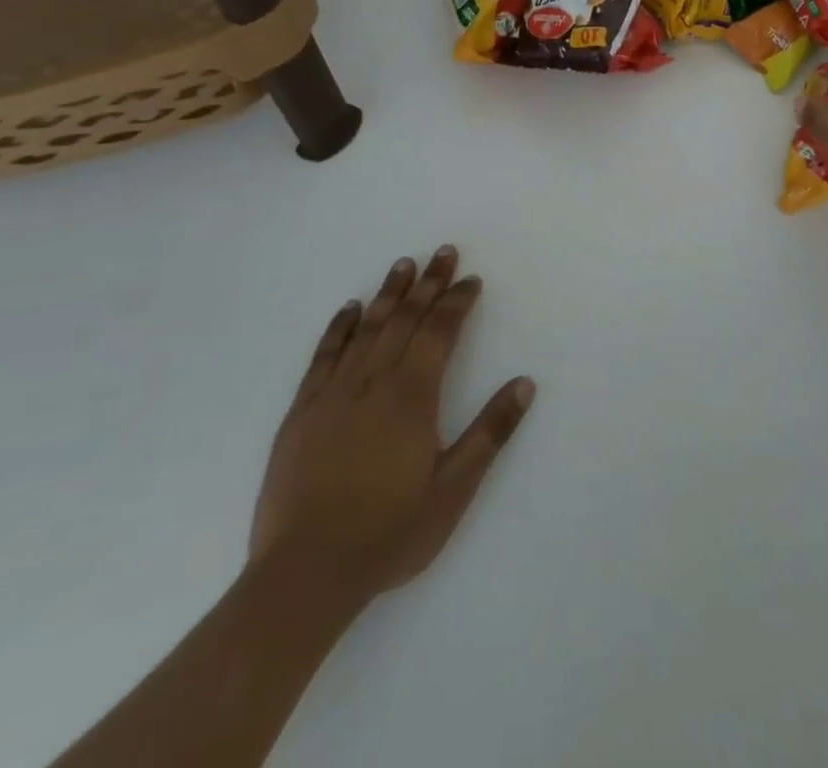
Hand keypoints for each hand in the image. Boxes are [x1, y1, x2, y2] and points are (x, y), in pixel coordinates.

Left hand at [250, 245, 534, 601]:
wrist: (305, 575)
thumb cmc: (389, 533)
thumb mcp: (453, 489)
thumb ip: (490, 432)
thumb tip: (524, 383)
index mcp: (412, 397)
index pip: (439, 333)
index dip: (457, 302)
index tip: (471, 279)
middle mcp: (374, 382)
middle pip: (405, 319)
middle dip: (428, 284)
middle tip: (443, 251)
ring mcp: (334, 394)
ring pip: (367, 329)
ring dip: (388, 294)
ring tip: (404, 264)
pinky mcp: (302, 412)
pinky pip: (324, 357)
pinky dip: (339, 328)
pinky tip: (349, 309)